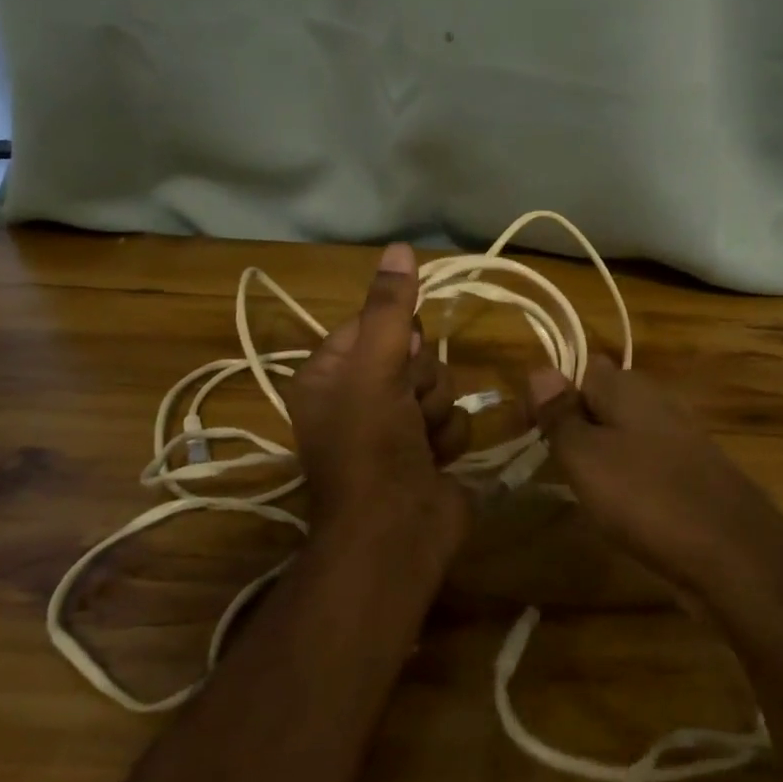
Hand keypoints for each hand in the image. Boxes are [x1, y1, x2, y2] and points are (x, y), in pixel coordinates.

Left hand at [285, 244, 470, 546]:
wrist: (395, 534)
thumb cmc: (370, 446)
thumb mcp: (374, 368)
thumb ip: (389, 308)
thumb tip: (399, 247)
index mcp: (329, 374)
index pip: (374, 324)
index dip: (395, 338)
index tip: (398, 356)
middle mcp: (359, 396)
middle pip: (413, 354)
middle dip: (420, 380)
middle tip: (405, 407)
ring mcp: (394, 427)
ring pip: (439, 386)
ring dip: (436, 412)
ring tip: (419, 442)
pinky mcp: (426, 452)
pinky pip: (452, 420)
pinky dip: (447, 440)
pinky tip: (435, 461)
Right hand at [528, 365, 782, 595]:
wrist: (733, 554)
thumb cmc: (646, 497)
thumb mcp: (586, 456)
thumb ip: (560, 413)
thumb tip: (539, 368)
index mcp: (628, 387)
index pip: (580, 367)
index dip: (550, 392)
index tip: (527, 430)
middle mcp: (657, 401)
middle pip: (602, 398)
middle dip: (573, 423)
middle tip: (551, 461)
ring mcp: (679, 437)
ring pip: (623, 432)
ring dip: (598, 452)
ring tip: (579, 487)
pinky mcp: (692, 472)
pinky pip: (645, 461)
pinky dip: (626, 477)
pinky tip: (619, 507)